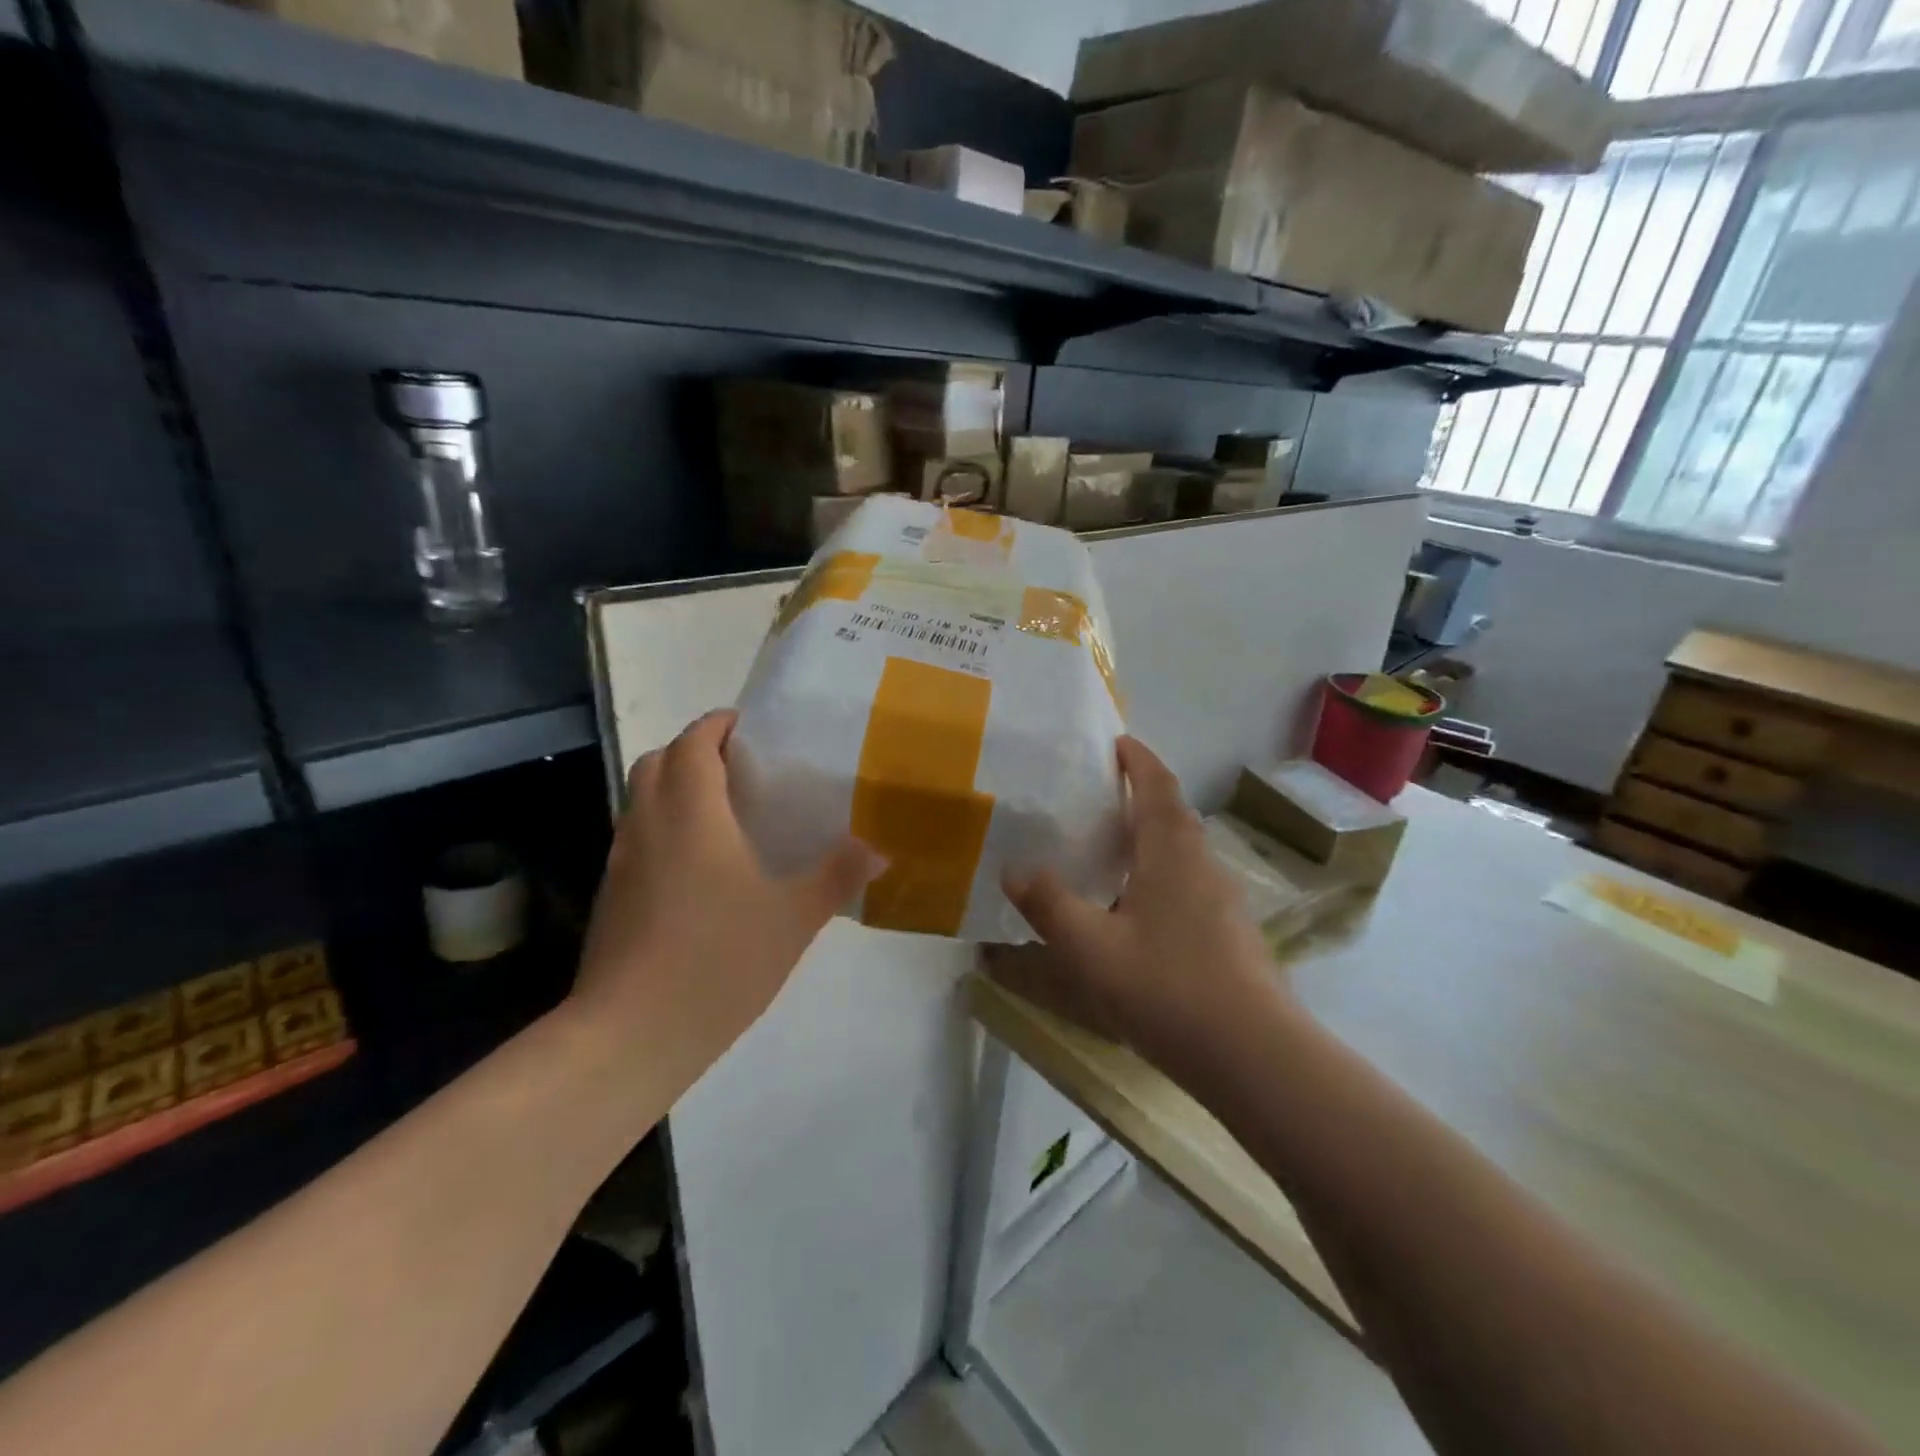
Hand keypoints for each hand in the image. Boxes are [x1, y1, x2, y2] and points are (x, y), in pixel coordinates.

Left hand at [571, 710, 883, 1094]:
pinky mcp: (611, 895)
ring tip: (721, 809)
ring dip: (673, 785)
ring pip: (640, 799)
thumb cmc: (718, 960)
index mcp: (691, 813)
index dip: (716, 725)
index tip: (745, 724)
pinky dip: (662, 824)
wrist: (632, 1033)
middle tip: (738, 764)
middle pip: (657, 761)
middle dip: (692, 749)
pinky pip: (636, 835)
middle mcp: (648, 824)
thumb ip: (837, 876)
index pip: (693, 743)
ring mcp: (622, 861)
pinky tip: (698, 864)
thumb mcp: (794, 917)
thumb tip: (879, 849)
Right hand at [993, 736, 1282, 1083]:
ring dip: (1149, 838)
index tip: (1116, 741)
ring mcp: (1223, 900)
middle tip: (1096, 798)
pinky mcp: (1231, 933)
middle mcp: (1203, 864)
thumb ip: (1049, 905)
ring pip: (1182, 852)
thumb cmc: (1167, 987)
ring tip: (1107, 851)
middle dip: (1139, 797)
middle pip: (1172, 814)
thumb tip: (1014, 870)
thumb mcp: (1091, 947)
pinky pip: (1188, 883)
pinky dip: (1159, 874)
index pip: (1157, 785)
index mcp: (1172, 851)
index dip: (1137, 759)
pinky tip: (1134, 910)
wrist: (1254, 1056)